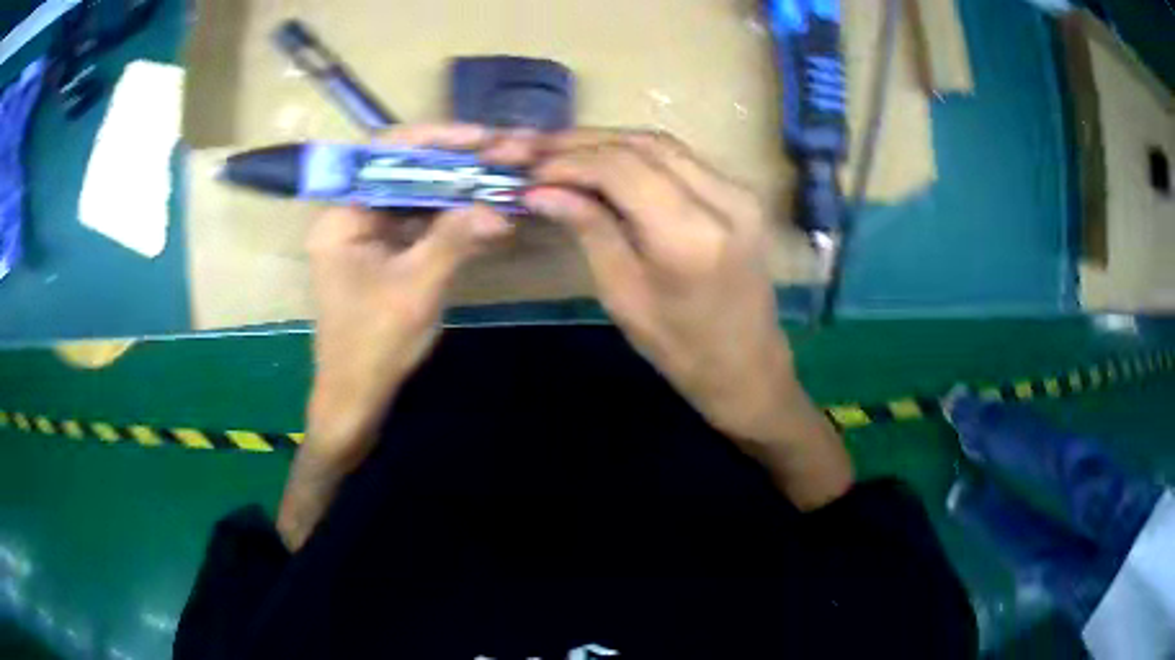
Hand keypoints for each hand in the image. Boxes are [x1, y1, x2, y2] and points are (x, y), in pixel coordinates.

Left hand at [304, 124, 513, 471]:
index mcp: (342, 217)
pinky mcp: (387, 251)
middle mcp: (352, 215)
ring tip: (501, 176)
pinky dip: (453, 217)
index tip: (478, 137)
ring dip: (458, 188)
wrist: (358, 396)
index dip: (432, 139)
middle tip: (500, 154)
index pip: (383, 156)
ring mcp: (370, 233)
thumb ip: (455, 241)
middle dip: (453, 163)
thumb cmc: (373, 345)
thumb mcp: (415, 290)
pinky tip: (486, 210)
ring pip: (417, 195)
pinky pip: (422, 221)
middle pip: (404, 171)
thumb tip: (500, 208)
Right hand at [523, 129, 851, 508]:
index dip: (569, 162)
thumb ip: (589, 229)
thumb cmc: (681, 349)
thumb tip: (540, 190)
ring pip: (662, 144)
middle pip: (643, 145)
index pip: (620, 169)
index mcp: (691, 236)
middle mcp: (723, 199)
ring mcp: (739, 192)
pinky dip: (637, 154)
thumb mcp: (623, 295)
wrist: (748, 366)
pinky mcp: (741, 194)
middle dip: (584, 143)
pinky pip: (681, 159)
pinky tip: (605, 164)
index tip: (529, 173)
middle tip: (538, 152)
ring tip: (563, 154)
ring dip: (609, 142)